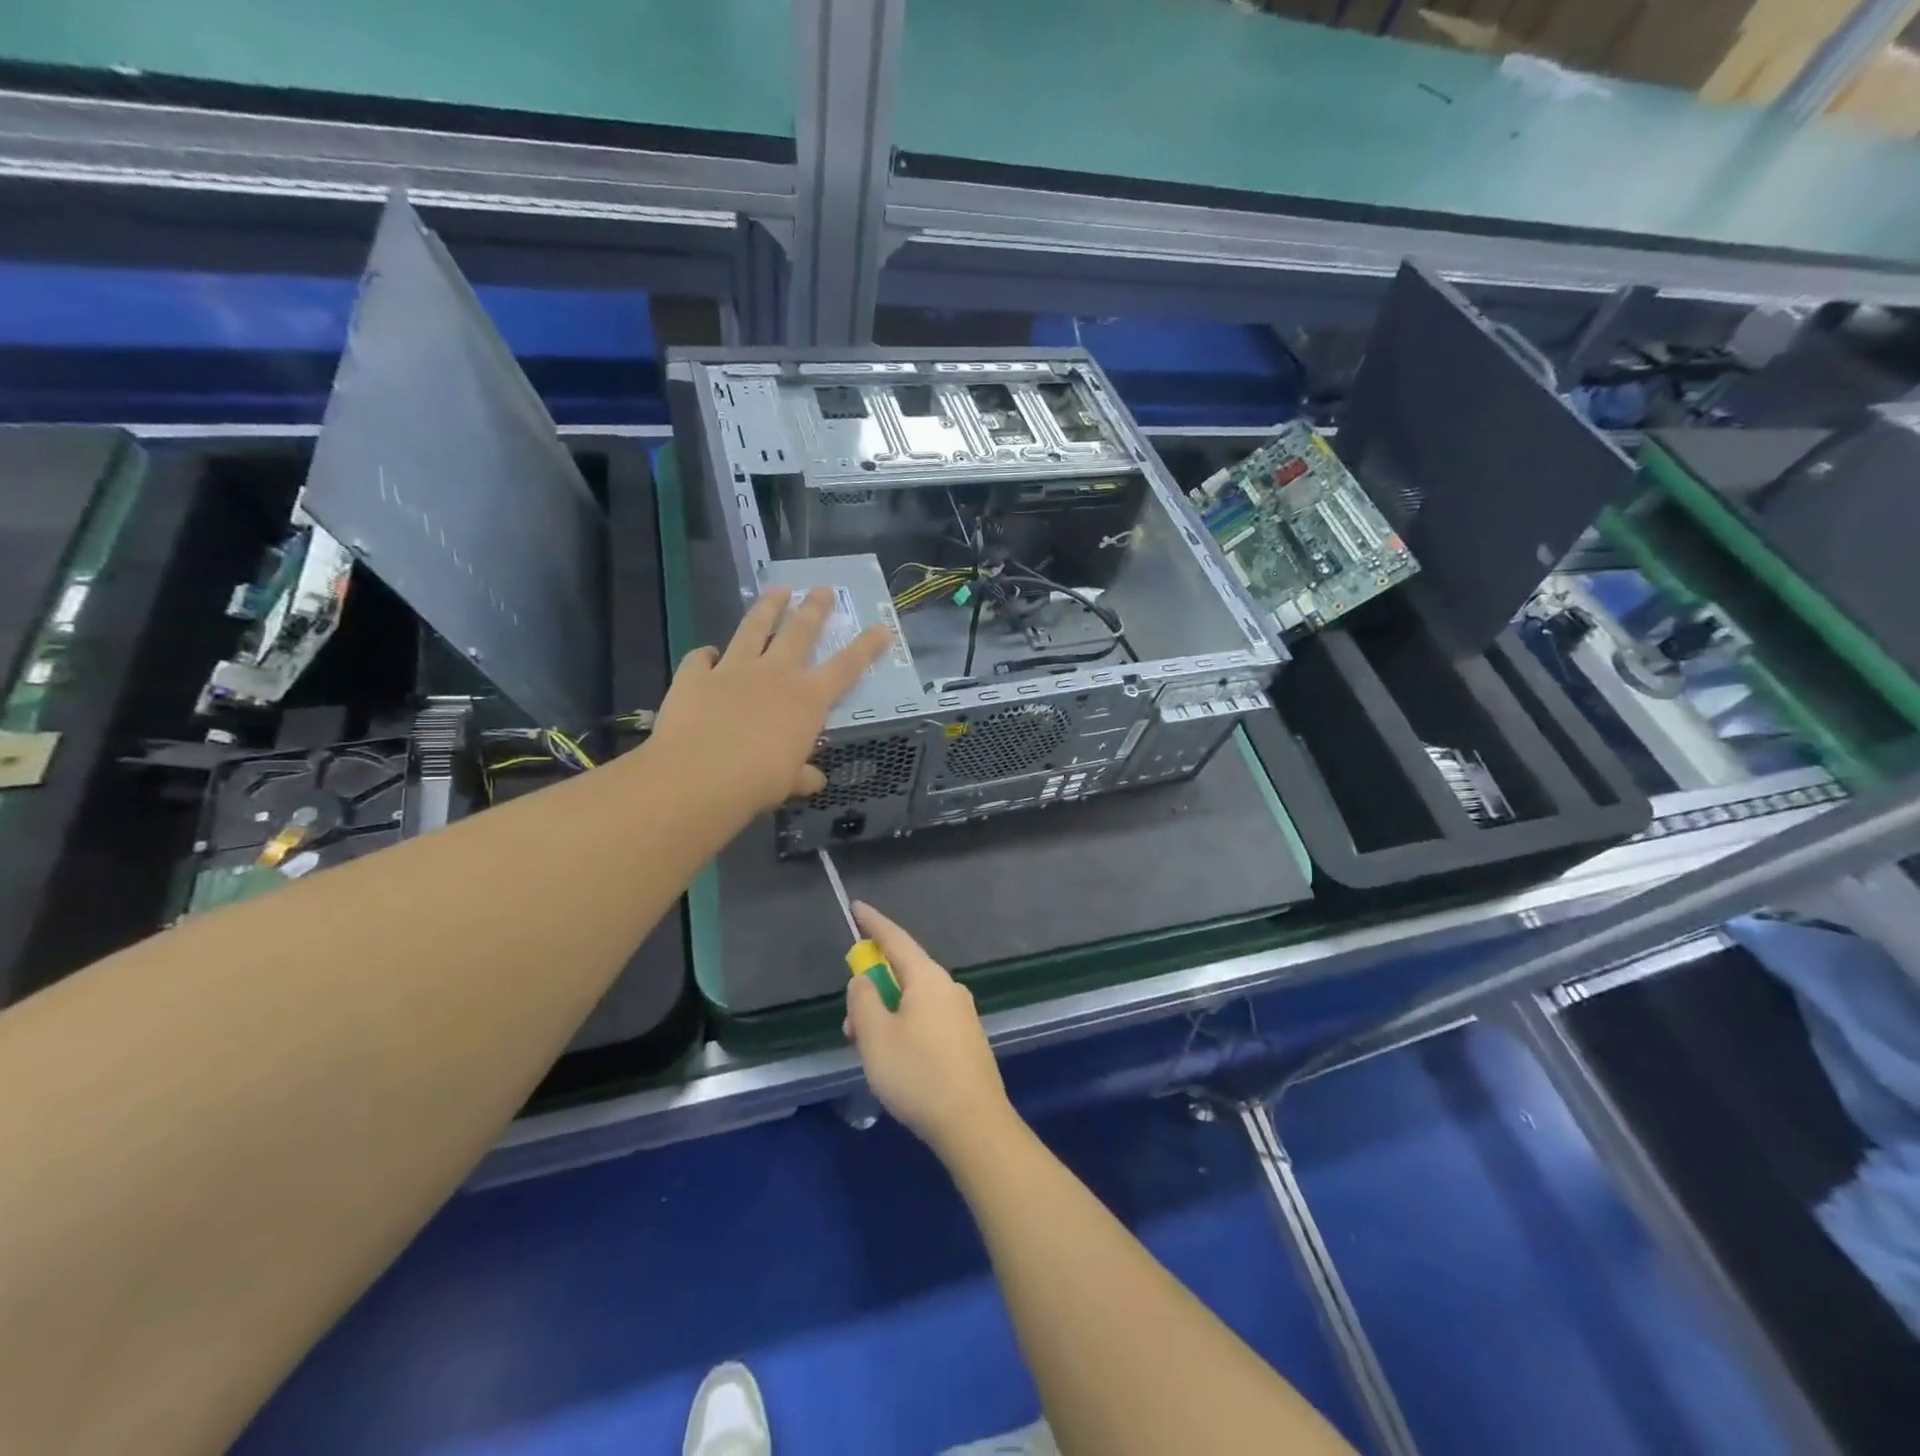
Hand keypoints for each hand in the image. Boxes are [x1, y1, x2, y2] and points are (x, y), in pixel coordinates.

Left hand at [649, 587, 888, 816]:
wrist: (699, 775)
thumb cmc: (757, 781)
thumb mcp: (788, 782)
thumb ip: (801, 775)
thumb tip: (813, 780)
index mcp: (807, 700)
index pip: (846, 667)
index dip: (866, 647)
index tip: (881, 627)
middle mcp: (774, 674)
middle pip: (799, 633)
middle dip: (814, 609)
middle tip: (822, 589)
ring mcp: (733, 670)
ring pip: (753, 628)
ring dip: (768, 607)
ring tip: (778, 590)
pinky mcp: (694, 676)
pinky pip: (700, 658)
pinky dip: (705, 655)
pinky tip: (707, 654)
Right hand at [844, 902, 1015, 1160]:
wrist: (974, 1123)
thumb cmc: (918, 1075)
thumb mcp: (875, 1037)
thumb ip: (863, 1000)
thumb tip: (865, 980)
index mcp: (928, 978)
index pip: (896, 939)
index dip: (873, 923)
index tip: (857, 907)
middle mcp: (949, 988)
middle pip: (905, 972)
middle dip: (874, 987)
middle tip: (851, 1020)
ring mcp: (963, 1014)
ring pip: (915, 1000)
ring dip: (887, 1014)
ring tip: (868, 1049)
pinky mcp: (968, 1039)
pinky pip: (929, 1019)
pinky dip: (906, 1027)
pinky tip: (896, 1060)